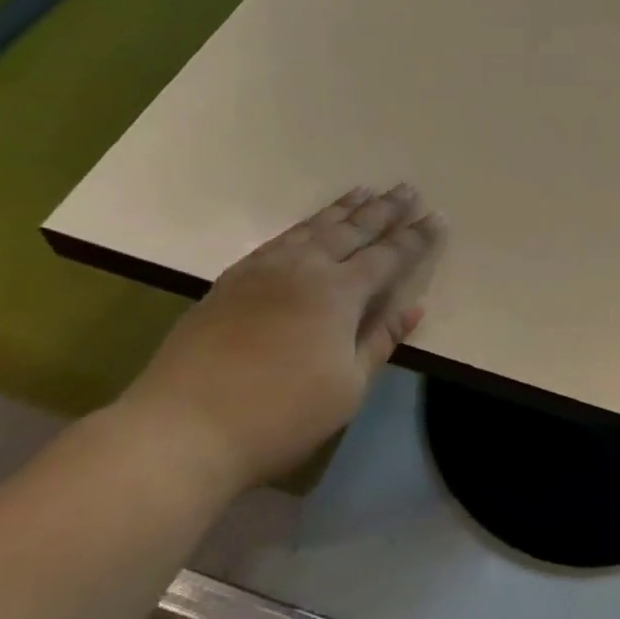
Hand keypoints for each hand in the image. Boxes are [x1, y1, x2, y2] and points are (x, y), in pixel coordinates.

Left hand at [117, 185, 445, 490]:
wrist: (183, 429)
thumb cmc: (279, 415)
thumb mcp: (347, 387)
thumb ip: (380, 340)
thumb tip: (412, 307)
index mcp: (339, 293)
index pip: (388, 256)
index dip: (414, 238)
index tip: (436, 218)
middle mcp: (305, 268)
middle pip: (353, 230)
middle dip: (384, 210)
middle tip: (407, 189)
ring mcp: (264, 270)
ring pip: (313, 228)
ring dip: (343, 209)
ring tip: (364, 191)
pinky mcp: (232, 280)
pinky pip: (280, 239)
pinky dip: (304, 226)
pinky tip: (309, 226)